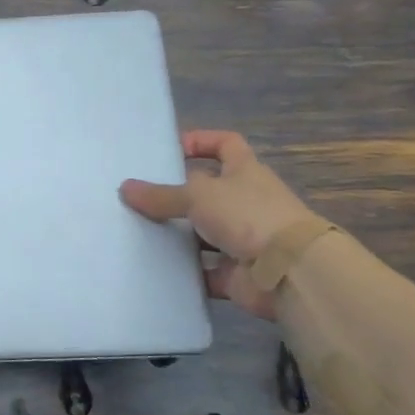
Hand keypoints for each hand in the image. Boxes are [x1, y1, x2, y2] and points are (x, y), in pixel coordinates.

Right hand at [119, 130, 318, 319]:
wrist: (290, 272)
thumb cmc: (248, 216)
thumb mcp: (198, 196)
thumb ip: (161, 195)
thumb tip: (125, 188)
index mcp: (245, 172)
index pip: (226, 144)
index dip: (202, 141)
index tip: (172, 149)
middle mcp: (247, 202)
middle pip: (208, 192)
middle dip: (178, 195)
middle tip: (141, 197)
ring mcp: (244, 239)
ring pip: (203, 233)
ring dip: (178, 235)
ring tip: (139, 232)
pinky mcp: (238, 273)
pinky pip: (205, 270)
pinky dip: (185, 271)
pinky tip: (155, 268)